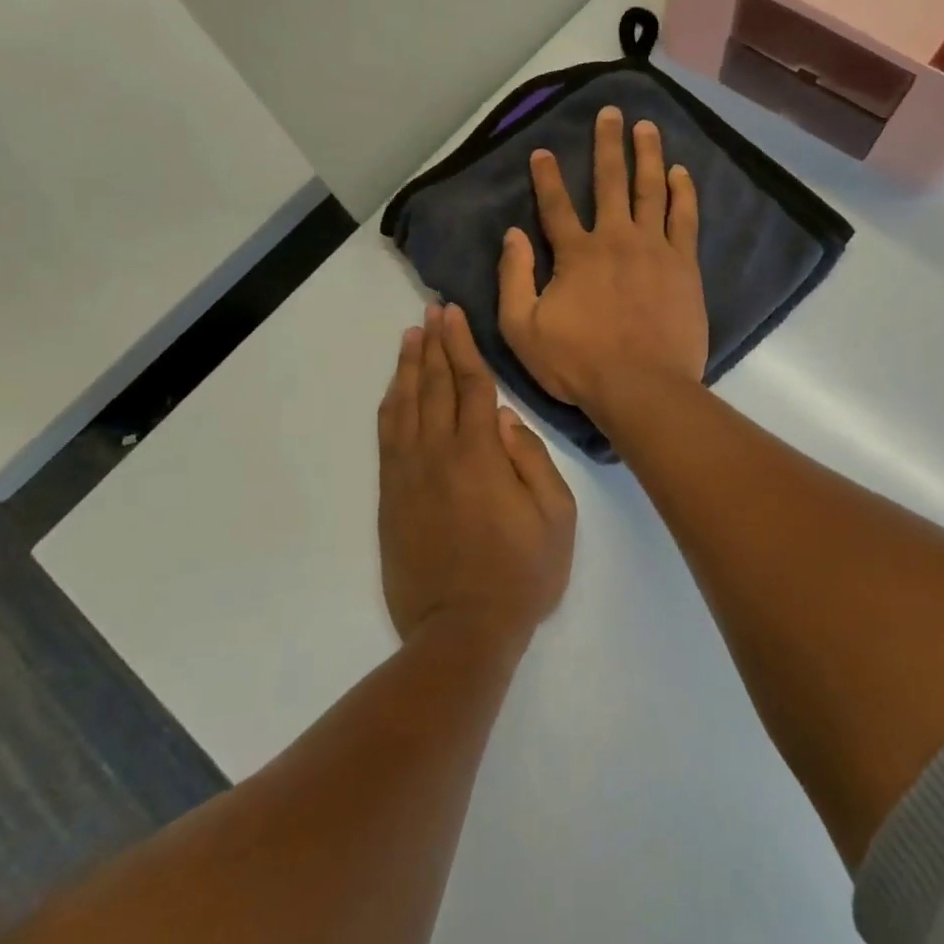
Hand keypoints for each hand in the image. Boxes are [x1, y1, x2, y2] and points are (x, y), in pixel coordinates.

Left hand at [378, 303, 576, 647]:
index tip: (454, 315)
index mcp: (481, 454)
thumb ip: (533, 460)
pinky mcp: (391, 496)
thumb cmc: (521, 575)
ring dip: (408, 368)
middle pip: (434, 385)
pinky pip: (386, 437)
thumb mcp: (556, 518)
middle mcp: (438, 454)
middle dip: (433, 344)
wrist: (461, 631)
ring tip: (410, 337)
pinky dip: (389, 405)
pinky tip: (393, 389)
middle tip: (432, 311)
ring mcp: (409, 475)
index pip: (471, 384)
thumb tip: (506, 419)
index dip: (463, 345)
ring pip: (404, 406)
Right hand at [499, 107, 708, 423]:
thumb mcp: (522, 329)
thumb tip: (512, 234)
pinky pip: (684, 217)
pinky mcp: (683, 264)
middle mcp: (615, 238)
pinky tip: (681, 172)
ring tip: (647, 127)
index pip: (556, 205)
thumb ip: (514, 278)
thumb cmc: (578, 363)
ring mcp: (654, 248)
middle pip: (610, 182)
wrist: (641, 386)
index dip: (546, 176)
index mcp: (575, 254)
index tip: (542, 151)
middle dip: (607, 144)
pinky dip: (682, 191)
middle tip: (610, 113)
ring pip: (651, 189)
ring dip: (648, 155)